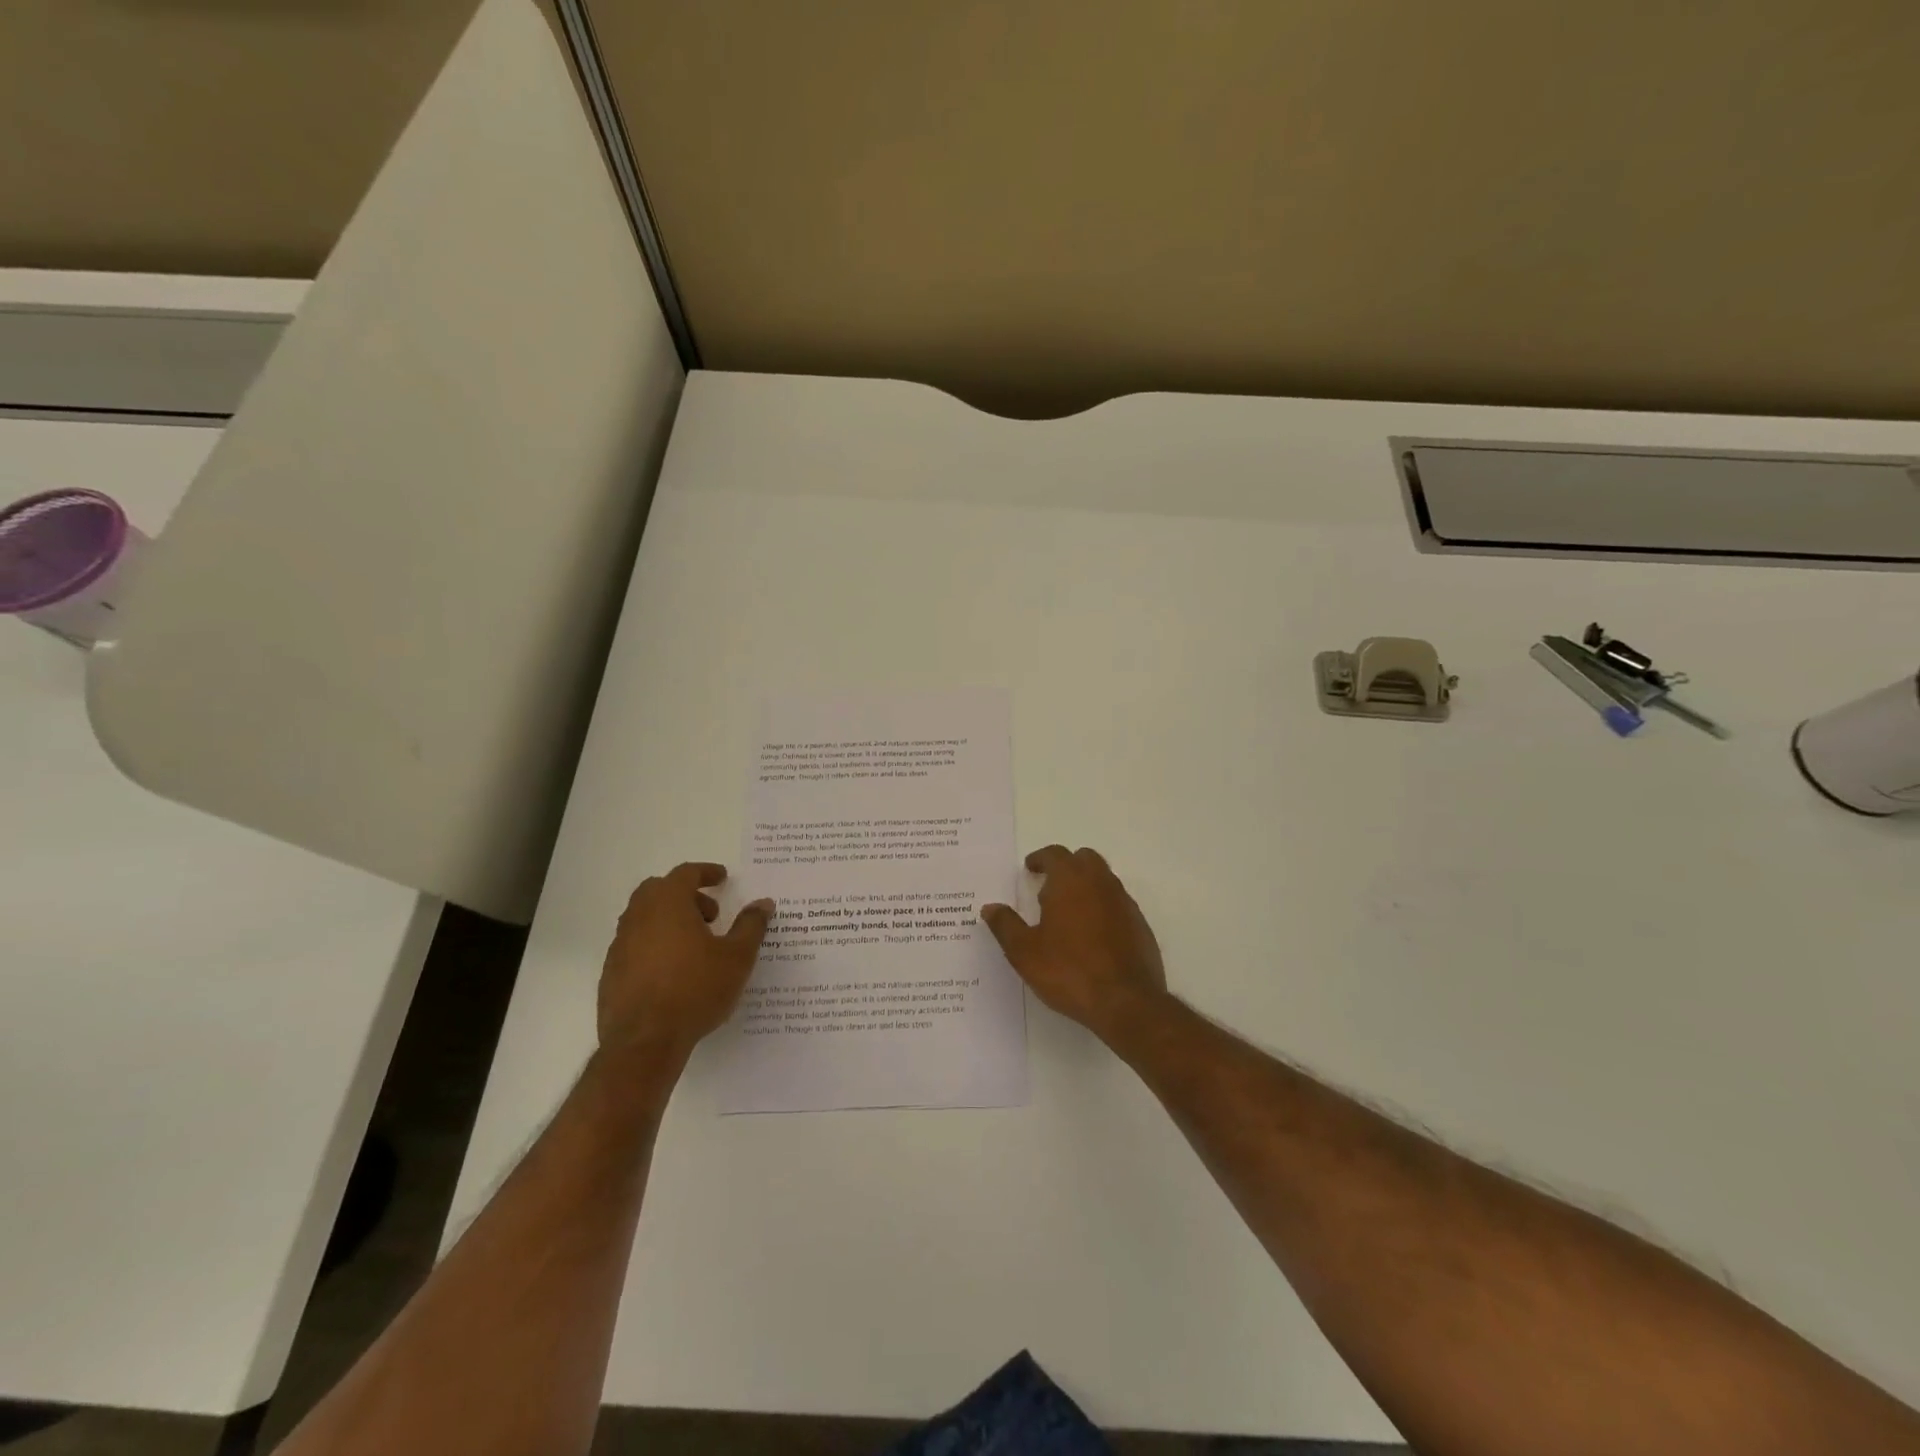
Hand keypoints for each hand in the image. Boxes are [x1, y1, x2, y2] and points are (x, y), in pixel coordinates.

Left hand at [598, 862, 773, 1061]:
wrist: (644, 1043)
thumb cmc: (695, 990)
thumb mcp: (737, 957)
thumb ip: (751, 925)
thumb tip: (763, 903)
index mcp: (667, 904)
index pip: (685, 873)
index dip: (706, 872)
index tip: (723, 879)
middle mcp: (638, 917)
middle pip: (658, 890)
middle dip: (685, 895)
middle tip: (710, 915)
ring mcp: (620, 945)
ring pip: (643, 917)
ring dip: (668, 920)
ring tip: (695, 946)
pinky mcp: (610, 972)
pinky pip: (634, 944)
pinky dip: (654, 944)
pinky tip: (673, 971)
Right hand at [982, 845, 1168, 1038]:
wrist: (1126, 1002)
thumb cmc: (1069, 971)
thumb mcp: (1025, 952)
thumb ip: (1006, 925)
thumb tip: (990, 908)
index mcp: (1071, 881)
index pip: (1055, 854)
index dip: (1041, 858)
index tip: (1030, 868)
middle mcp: (1101, 883)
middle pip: (1084, 859)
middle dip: (1066, 866)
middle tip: (1048, 887)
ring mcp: (1124, 903)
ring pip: (1103, 880)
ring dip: (1085, 886)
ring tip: (1067, 913)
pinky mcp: (1140, 925)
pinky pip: (1117, 904)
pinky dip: (1102, 908)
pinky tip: (1091, 935)